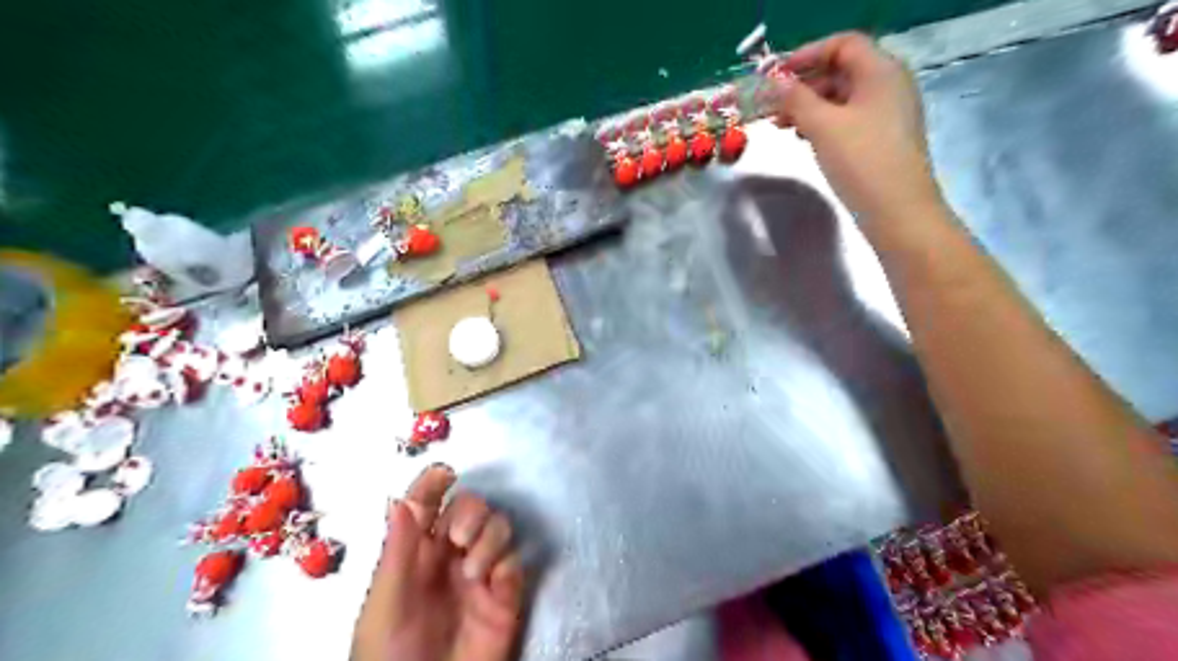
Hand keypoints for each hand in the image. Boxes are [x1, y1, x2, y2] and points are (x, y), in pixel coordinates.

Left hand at [351, 464, 525, 660]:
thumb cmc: (389, 654)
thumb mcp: (384, 604)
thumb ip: (397, 552)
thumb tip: (399, 498)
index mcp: (415, 551)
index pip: (427, 504)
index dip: (434, 484)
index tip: (445, 474)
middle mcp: (450, 554)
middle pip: (472, 507)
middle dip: (471, 512)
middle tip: (460, 539)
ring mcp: (480, 573)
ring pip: (499, 528)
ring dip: (490, 538)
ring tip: (474, 572)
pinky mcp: (505, 596)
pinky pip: (516, 563)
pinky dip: (509, 565)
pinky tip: (495, 585)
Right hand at [775, 33, 944, 227]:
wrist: (897, 210)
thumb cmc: (861, 161)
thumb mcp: (823, 126)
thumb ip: (796, 99)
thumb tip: (775, 83)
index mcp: (881, 71)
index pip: (842, 45)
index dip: (808, 54)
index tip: (776, 75)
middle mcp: (888, 85)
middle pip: (841, 71)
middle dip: (804, 85)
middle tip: (773, 106)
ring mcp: (887, 113)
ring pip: (842, 98)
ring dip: (810, 107)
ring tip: (782, 125)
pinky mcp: (882, 138)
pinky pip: (849, 119)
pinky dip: (824, 123)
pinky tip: (805, 139)